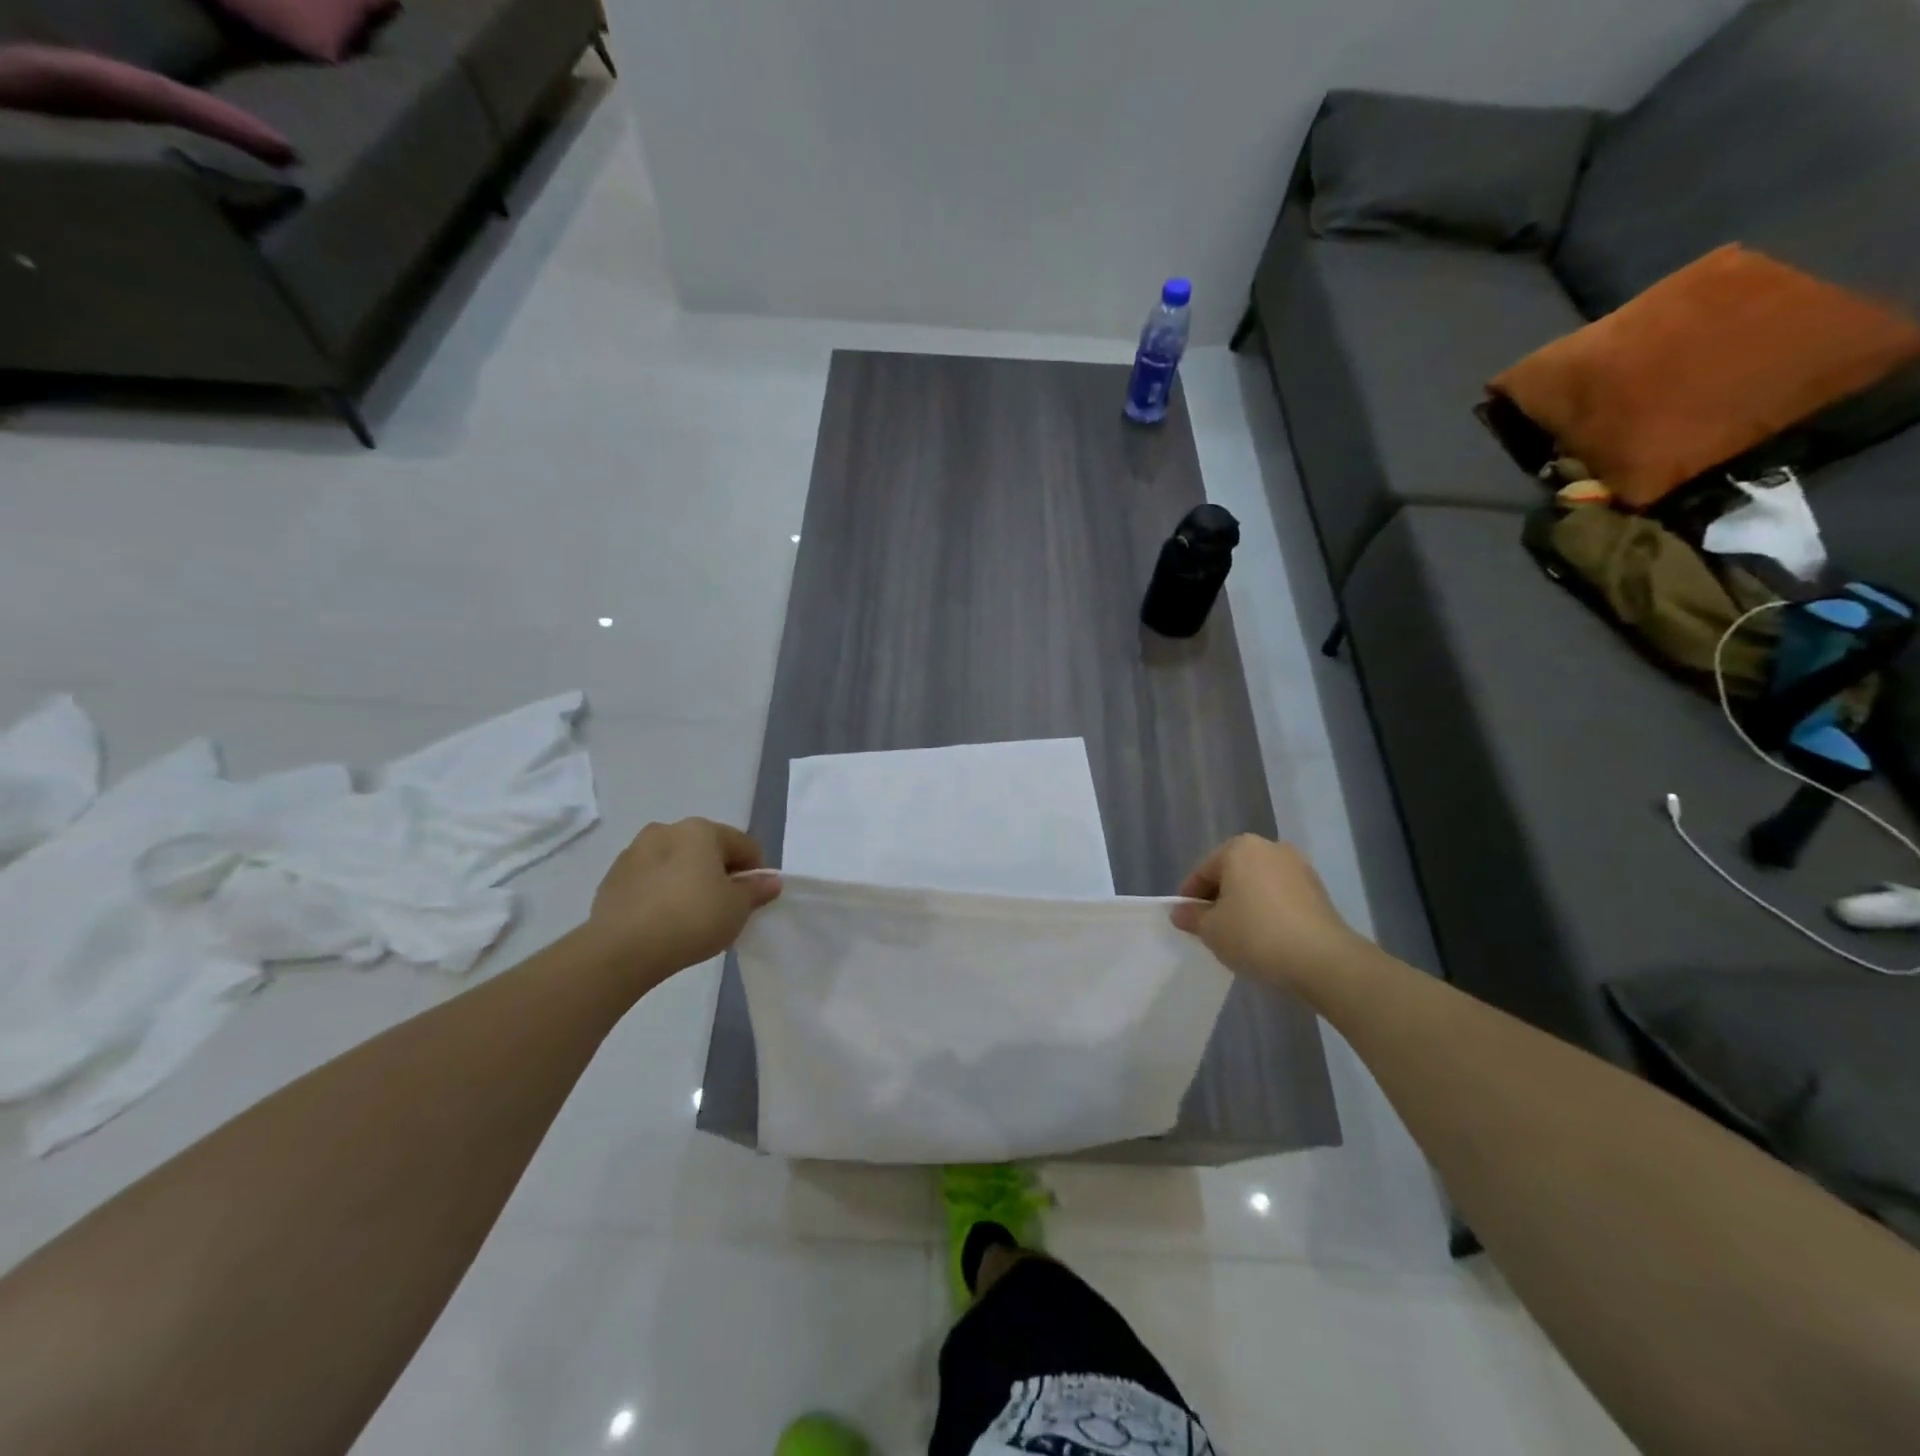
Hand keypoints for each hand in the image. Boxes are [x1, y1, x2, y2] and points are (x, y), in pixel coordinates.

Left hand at [587, 818, 780, 977]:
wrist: (621, 950)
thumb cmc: (691, 919)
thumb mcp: (737, 908)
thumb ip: (757, 890)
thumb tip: (770, 881)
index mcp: (700, 830)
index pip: (743, 845)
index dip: (755, 872)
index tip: (754, 899)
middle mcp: (666, 831)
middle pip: (707, 850)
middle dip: (719, 873)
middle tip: (724, 908)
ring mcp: (634, 853)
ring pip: (675, 863)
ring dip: (688, 881)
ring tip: (691, 916)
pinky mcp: (612, 878)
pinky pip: (649, 881)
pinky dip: (661, 893)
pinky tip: (663, 921)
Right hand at [1171, 835, 1362, 991]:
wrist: (1323, 960)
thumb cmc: (1256, 935)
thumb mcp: (1211, 930)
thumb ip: (1192, 917)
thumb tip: (1181, 912)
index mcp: (1239, 848)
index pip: (1203, 872)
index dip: (1190, 898)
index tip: (1187, 922)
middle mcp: (1270, 848)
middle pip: (1232, 874)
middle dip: (1220, 898)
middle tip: (1211, 928)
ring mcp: (1299, 868)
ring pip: (1258, 885)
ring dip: (1246, 904)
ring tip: (1240, 936)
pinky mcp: (1319, 891)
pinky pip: (1281, 897)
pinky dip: (1270, 912)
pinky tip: (1267, 937)